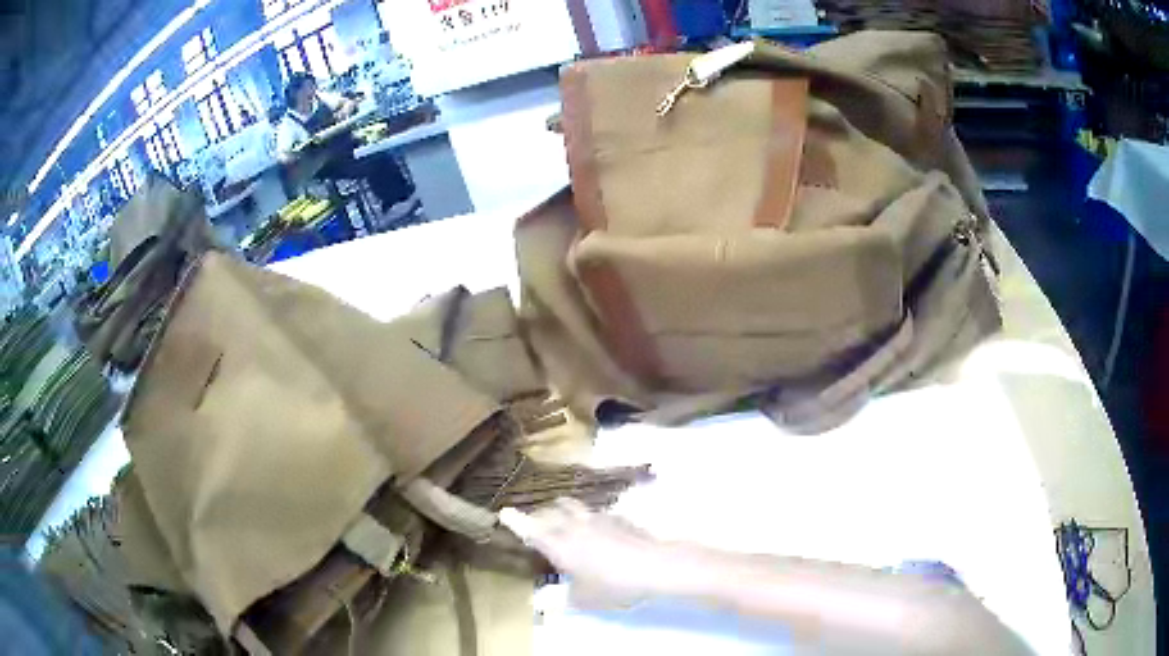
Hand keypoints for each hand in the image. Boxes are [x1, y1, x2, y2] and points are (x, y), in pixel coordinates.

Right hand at [500, 499, 681, 608]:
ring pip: (573, 506)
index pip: (531, 530)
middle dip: (539, 515)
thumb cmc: (612, 585)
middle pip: (550, 512)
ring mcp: (598, 519)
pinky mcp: (619, 518)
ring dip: (562, 510)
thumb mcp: (582, 600)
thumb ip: (560, 598)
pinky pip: (595, 512)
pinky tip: (595, 528)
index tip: (504, 512)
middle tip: (535, 522)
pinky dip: (587, 517)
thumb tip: (542, 601)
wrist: (654, 566)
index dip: (516, 521)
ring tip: (562, 517)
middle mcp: (574, 526)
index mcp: (559, 545)